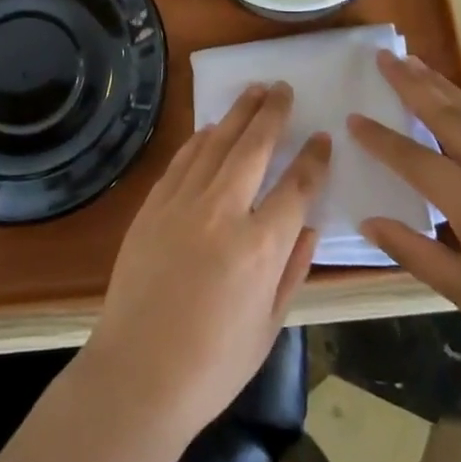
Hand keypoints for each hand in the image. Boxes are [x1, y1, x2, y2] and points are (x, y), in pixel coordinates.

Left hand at [86, 83, 330, 439]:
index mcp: (259, 246)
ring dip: (237, 114)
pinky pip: (182, 161)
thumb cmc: (213, 364)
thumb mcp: (270, 326)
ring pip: (215, 143)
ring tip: (254, 91)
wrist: (137, 373)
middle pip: (253, 147)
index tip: (323, 138)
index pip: (297, 187)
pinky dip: (200, 140)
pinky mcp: (152, 206)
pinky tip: (210, 128)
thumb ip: (292, 269)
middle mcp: (222, 212)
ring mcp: (182, 204)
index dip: (313, 159)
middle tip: (284, 88)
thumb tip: (309, 225)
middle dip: (272, 113)